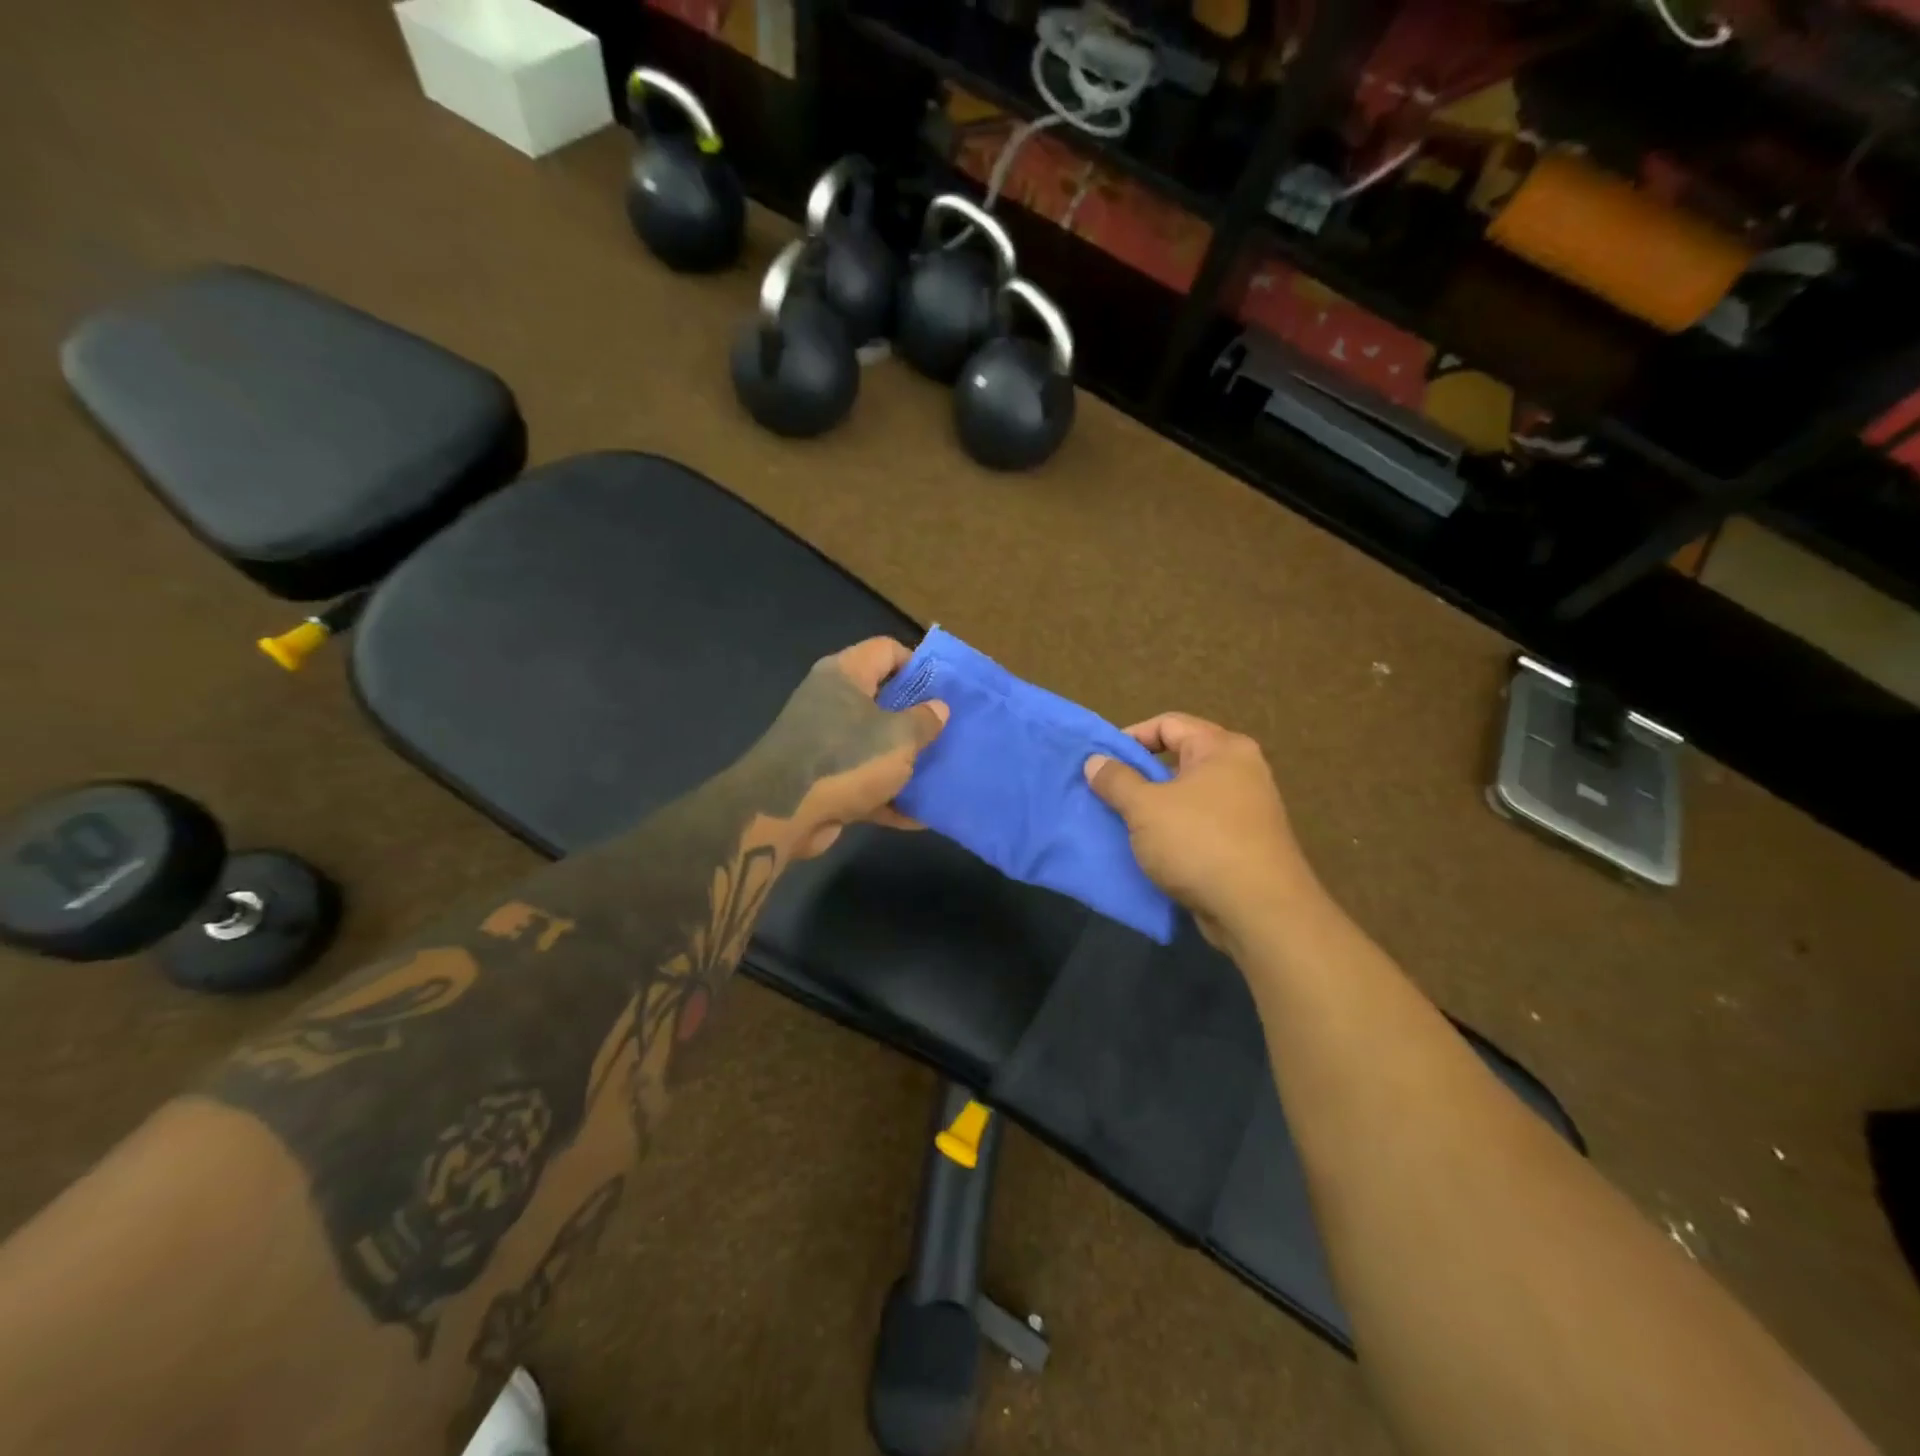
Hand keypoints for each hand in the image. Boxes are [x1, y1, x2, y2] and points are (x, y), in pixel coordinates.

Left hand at [760, 637, 947, 860]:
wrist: (782, 814)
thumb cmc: (846, 760)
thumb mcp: (898, 738)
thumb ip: (924, 720)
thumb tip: (939, 708)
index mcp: (845, 675)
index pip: (887, 650)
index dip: (919, 664)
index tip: (948, 689)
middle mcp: (831, 701)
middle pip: (883, 698)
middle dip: (918, 717)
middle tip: (951, 730)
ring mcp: (824, 742)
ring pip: (874, 743)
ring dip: (905, 760)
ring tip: (944, 771)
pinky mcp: (823, 780)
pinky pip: (863, 781)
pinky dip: (888, 795)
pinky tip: (921, 814)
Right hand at [1085, 713, 1309, 944]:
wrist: (1259, 911)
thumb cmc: (1200, 843)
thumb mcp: (1145, 807)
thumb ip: (1117, 780)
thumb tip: (1095, 761)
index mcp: (1222, 749)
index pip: (1168, 724)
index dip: (1131, 736)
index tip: (1102, 761)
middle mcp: (1240, 771)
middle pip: (1179, 759)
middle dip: (1140, 775)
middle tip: (1107, 793)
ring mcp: (1246, 809)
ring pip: (1187, 796)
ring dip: (1153, 808)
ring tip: (1121, 822)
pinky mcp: (1244, 844)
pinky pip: (1199, 825)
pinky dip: (1173, 832)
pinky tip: (1148, 850)